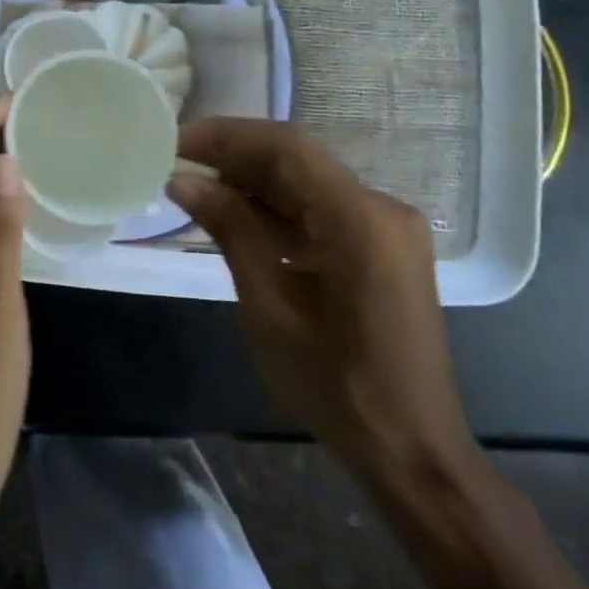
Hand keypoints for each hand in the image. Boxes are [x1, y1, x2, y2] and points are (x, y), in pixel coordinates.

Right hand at [168, 119, 476, 479]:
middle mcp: (381, 208)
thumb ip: (229, 230)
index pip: (285, 148)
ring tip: (197, 187)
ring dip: (253, 181)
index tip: (175, 140)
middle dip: (234, 155)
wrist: (412, 452)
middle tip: (177, 160)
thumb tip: (182, 179)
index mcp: (360, 219)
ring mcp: (387, 228)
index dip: (225, 136)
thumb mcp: (269, 306)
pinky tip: (237, 217)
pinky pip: (322, 208)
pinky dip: (278, 207)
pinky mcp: (383, 247)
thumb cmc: (336, 386)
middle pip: (297, 159)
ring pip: (307, 181)